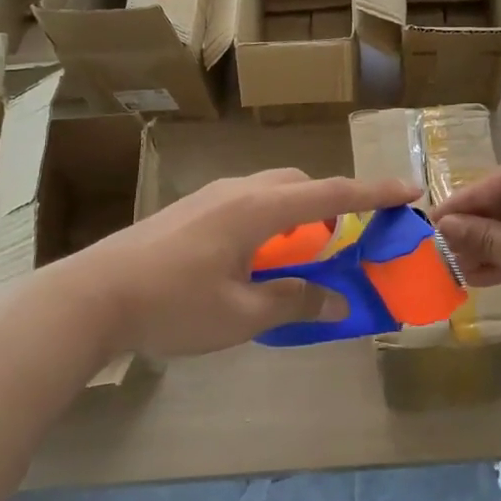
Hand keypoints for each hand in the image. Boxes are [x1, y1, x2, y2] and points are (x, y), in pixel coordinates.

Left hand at [30, 169, 420, 358]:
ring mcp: (210, 196)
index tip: (409, 190)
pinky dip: (270, 222)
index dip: (374, 194)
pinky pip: (248, 203)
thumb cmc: (173, 305)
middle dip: (331, 206)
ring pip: (272, 192)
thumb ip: (295, 301)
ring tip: (298, 257)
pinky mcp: (190, 210)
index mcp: (259, 209)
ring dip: (297, 215)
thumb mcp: (241, 314)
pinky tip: (253, 260)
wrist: (90, 296)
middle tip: (342, 244)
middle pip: (301, 186)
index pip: (331, 195)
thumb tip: (339, 300)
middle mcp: (239, 190)